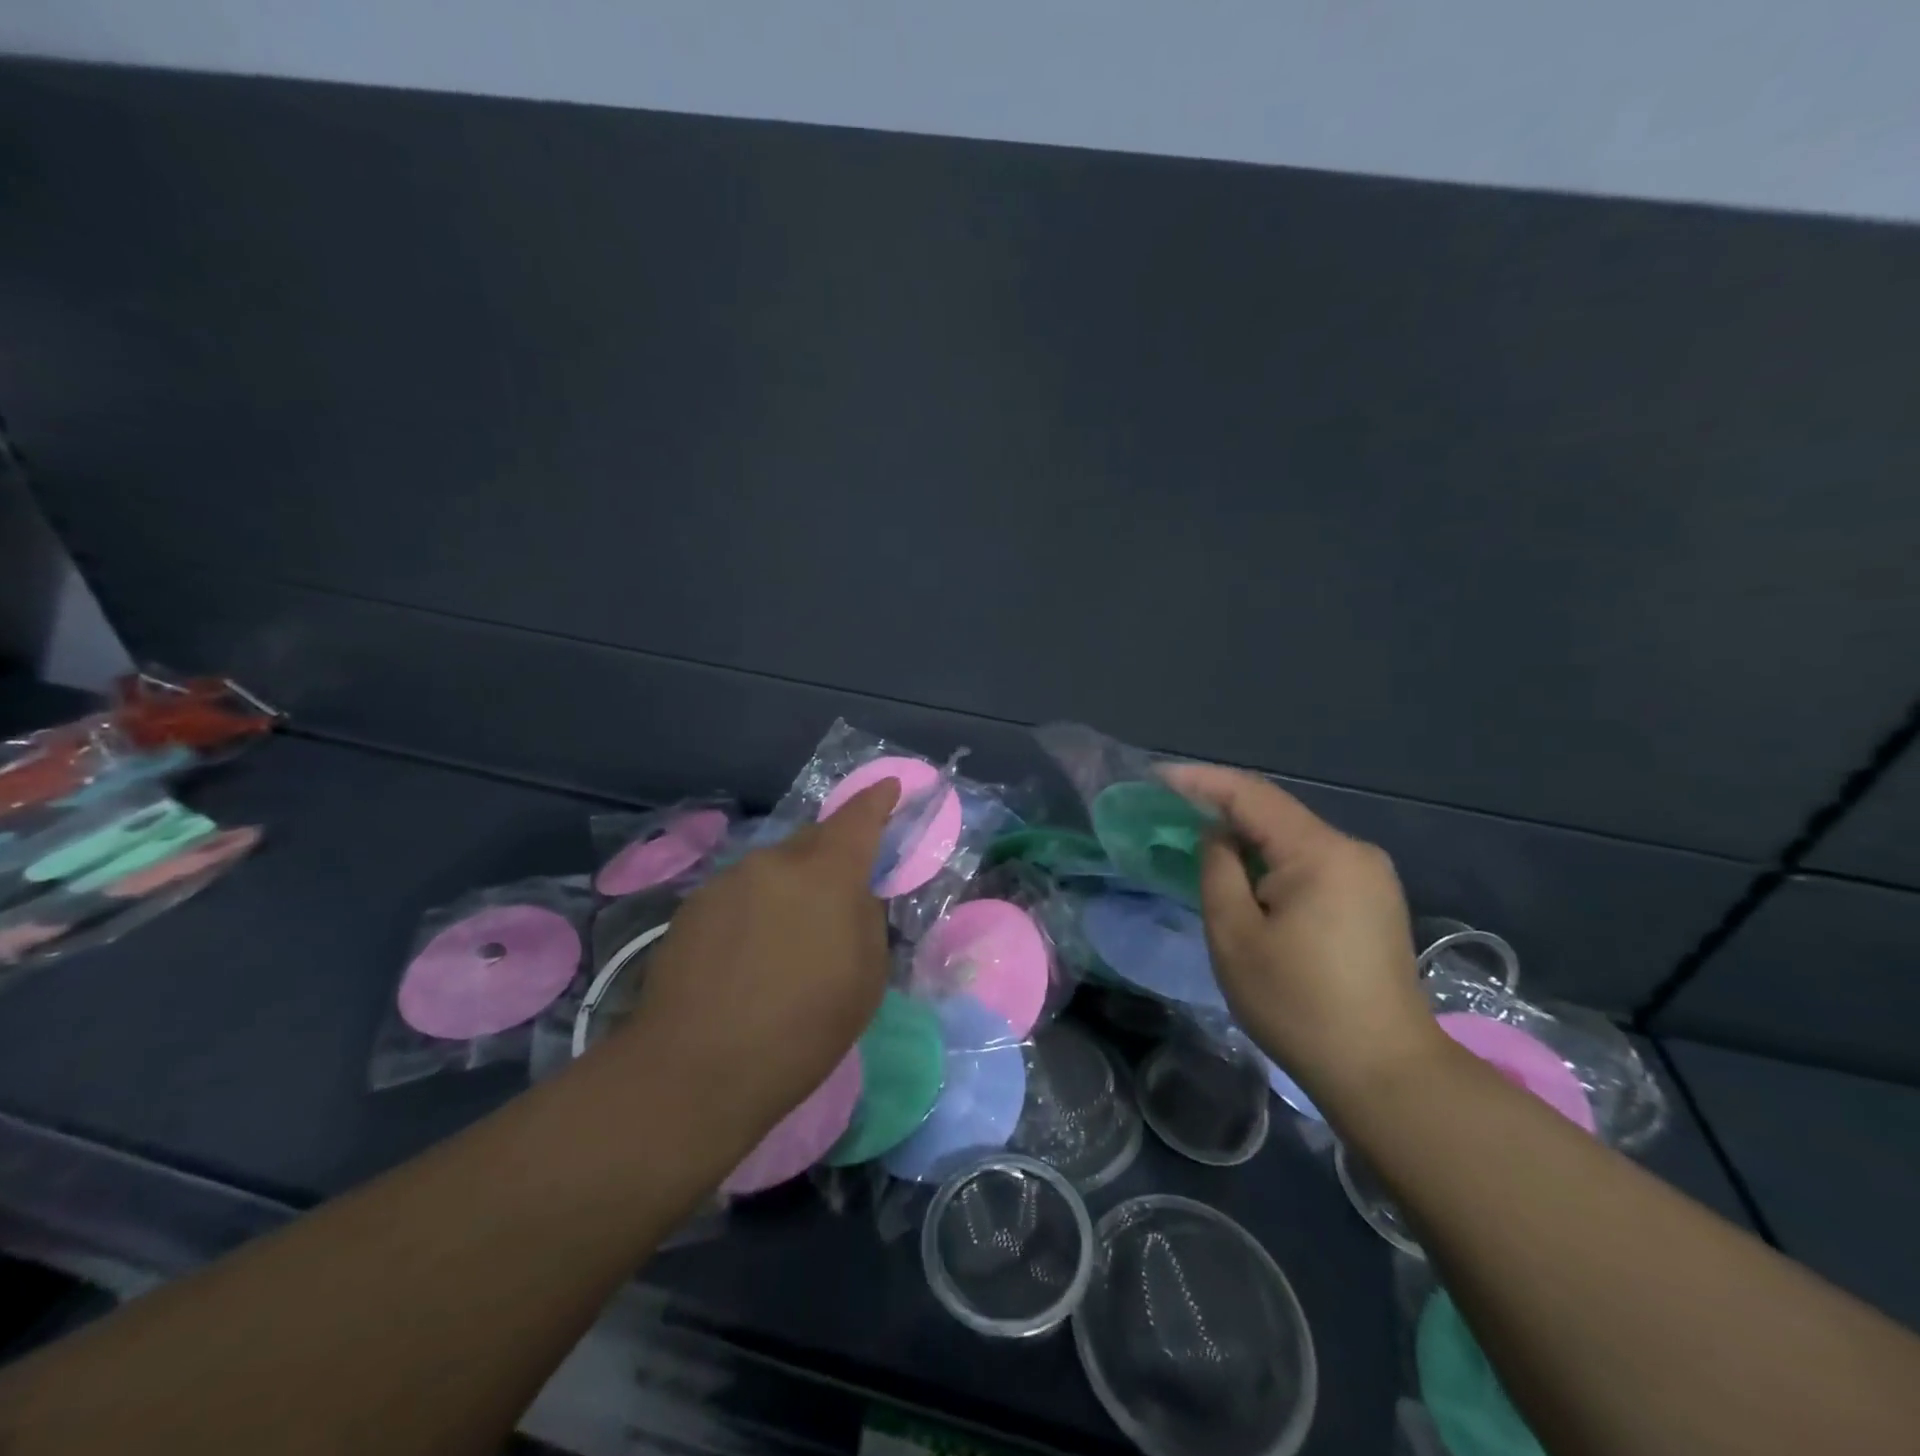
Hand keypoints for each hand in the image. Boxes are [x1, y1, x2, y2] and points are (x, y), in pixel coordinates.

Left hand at [612, 780, 900, 1148]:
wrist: (696, 1069)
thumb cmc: (802, 1029)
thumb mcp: (865, 978)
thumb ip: (866, 919)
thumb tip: (853, 895)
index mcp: (826, 874)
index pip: (858, 819)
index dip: (877, 800)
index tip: (889, 787)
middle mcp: (774, 862)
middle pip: (812, 840)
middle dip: (830, 856)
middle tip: (837, 894)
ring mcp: (727, 881)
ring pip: (772, 870)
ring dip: (788, 889)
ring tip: (785, 942)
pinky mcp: (692, 907)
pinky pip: (739, 894)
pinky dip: (754, 910)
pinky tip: (746, 956)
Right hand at [1162, 763, 1442, 1108]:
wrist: (1385, 1073)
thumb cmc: (1298, 1005)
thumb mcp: (1235, 936)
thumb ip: (1218, 870)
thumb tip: (1218, 835)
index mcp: (1320, 853)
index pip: (1252, 794)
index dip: (1201, 781)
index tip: (1158, 777)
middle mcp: (1352, 851)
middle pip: (1276, 813)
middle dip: (1222, 809)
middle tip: (1172, 813)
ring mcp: (1370, 875)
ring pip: (1293, 839)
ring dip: (1247, 838)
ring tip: (1201, 844)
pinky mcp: (1374, 900)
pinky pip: (1312, 862)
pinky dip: (1273, 861)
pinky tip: (1249, 879)